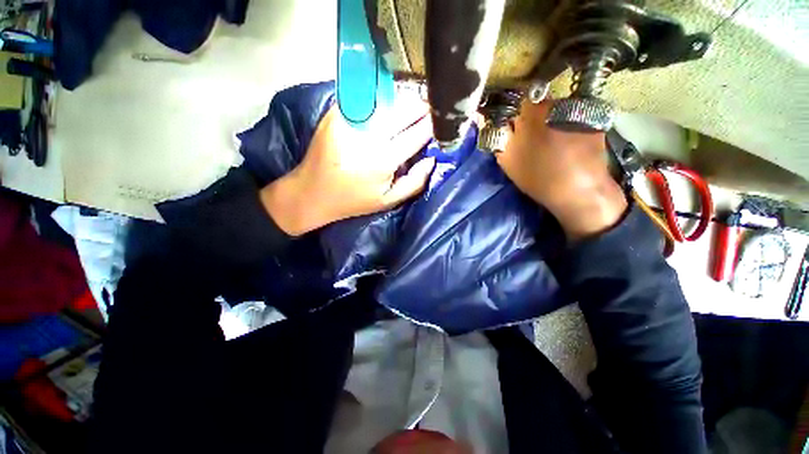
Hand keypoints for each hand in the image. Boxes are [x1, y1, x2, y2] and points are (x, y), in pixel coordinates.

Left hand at [261, 104, 435, 235]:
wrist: (311, 193)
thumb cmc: (354, 201)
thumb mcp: (388, 201)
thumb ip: (415, 183)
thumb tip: (431, 159)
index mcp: (383, 160)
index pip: (416, 134)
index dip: (432, 125)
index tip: (441, 121)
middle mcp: (368, 136)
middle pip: (403, 110)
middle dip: (420, 108)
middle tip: (428, 111)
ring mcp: (350, 121)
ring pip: (386, 101)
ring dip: (402, 103)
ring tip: (411, 109)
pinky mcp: (336, 114)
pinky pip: (366, 101)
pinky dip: (381, 103)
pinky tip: (386, 110)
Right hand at [496, 100, 627, 240]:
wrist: (579, 191)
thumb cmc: (538, 177)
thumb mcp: (508, 161)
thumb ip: (499, 138)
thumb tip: (495, 124)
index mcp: (533, 113)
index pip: (519, 98)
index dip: (515, 111)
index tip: (513, 124)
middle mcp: (558, 104)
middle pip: (540, 104)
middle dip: (532, 117)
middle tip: (531, 138)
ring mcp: (579, 111)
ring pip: (557, 111)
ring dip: (551, 122)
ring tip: (551, 144)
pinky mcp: (595, 121)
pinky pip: (574, 119)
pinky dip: (568, 127)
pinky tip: (568, 145)